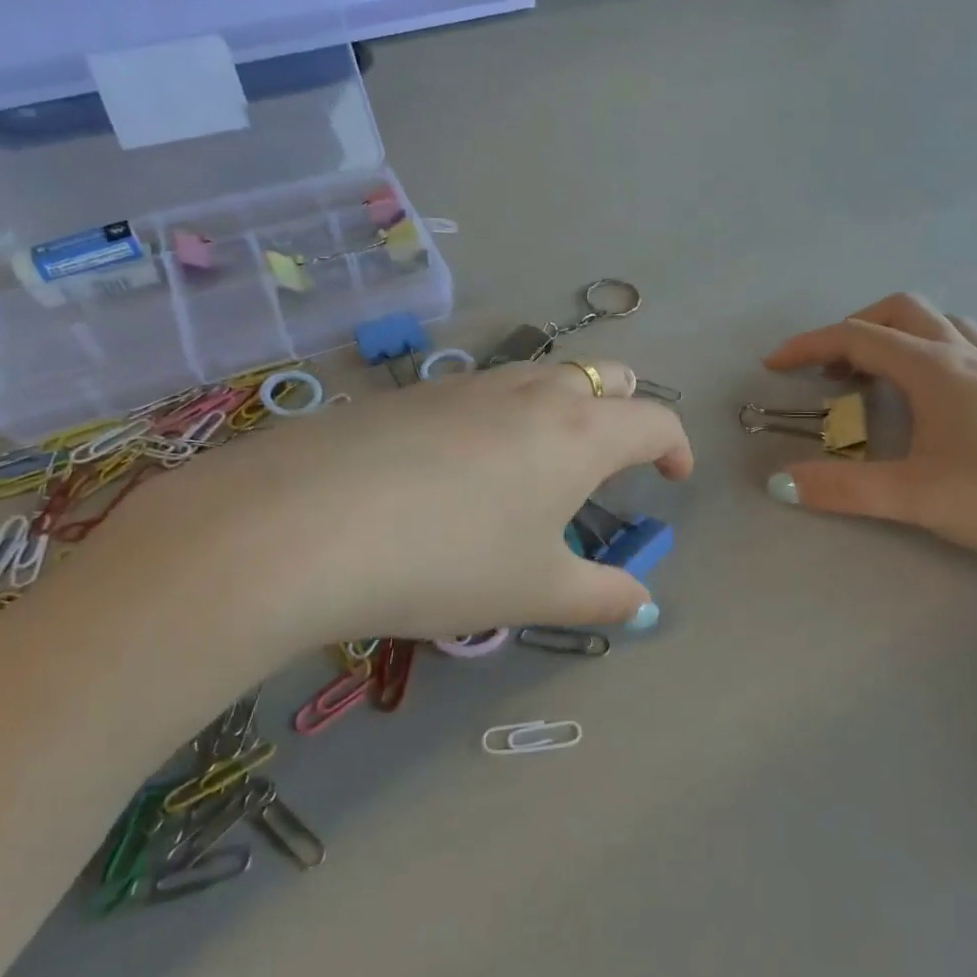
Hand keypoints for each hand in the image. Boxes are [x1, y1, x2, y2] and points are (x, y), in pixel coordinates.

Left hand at [37, 359, 691, 676]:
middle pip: (603, 374)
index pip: (655, 418)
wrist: (300, 524)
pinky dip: (500, 416)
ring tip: (541, 464)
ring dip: (561, 407)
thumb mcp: (536, 591)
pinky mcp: (410, 394)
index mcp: (578, 433)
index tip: (674, 478)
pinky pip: (479, 392)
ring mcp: (466, 385)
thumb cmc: (448, 561)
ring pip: (539, 376)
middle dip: (624, 406)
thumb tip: (642, 603)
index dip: (676, 446)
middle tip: (616, 455)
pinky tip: (461, 468)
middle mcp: (530, 393)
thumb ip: (602, 597)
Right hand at [762, 295, 976, 573]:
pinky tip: (936, 401)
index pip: (858, 338)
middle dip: (855, 330)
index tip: (773, 367)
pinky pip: (969, 353)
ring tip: (879, 378)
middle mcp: (968, 359)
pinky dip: (933, 357)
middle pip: (903, 313)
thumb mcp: (920, 496)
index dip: (809, 346)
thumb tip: (779, 482)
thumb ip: (845, 490)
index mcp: (936, 370)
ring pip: (942, 328)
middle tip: (831, 370)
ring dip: (899, 338)